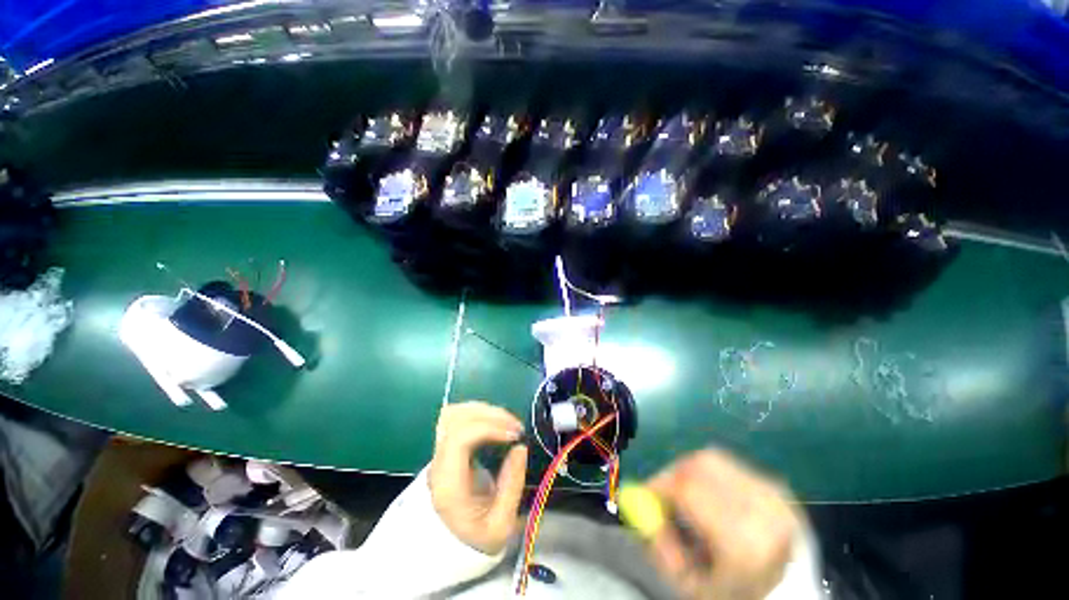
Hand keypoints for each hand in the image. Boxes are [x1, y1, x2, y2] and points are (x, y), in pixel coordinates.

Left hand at [429, 402, 528, 554]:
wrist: (447, 544)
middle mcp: (439, 461)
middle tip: (516, 427)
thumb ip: (512, 485)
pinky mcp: (446, 445)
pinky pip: (457, 416)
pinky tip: (494, 420)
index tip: (514, 435)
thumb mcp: (500, 524)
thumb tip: (520, 447)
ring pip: (455, 412)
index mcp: (448, 483)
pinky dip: (478, 411)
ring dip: (484, 410)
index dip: (489, 428)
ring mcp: (439, 451)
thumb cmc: (474, 536)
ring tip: (507, 422)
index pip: (460, 438)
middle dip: (491, 415)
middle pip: (457, 419)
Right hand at [646, 450, 802, 599]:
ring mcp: (774, 493)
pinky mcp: (777, 486)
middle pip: (700, 464)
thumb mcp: (691, 586)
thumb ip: (659, 544)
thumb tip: (636, 502)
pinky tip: (712, 498)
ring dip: (690, 471)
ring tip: (687, 496)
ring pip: (712, 459)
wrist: (794, 598)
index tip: (644, 495)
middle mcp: (763, 507)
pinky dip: (709, 474)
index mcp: (745, 540)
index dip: (657, 484)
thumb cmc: (739, 597)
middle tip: (662, 492)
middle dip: (672, 472)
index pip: (687, 489)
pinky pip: (729, 465)